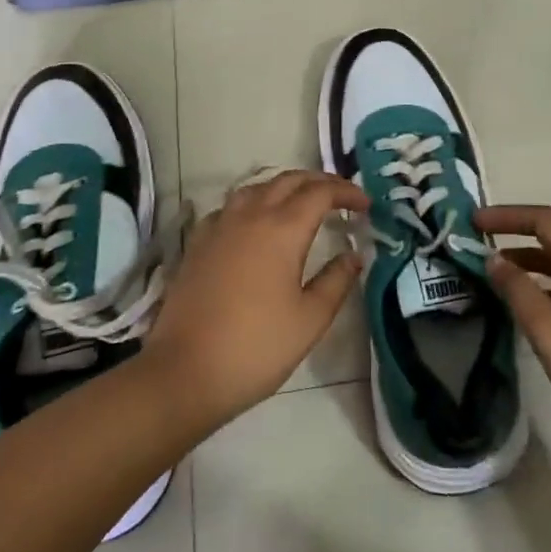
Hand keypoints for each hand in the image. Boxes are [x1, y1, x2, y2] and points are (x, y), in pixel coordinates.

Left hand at [141, 169, 368, 430]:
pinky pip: (230, 206)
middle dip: (319, 182)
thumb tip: (354, 255)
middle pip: (288, 180)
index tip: (366, 205)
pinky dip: (253, 203)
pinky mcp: (197, 242)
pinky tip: (256, 224)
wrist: (184, 371)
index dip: (346, 192)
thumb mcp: (309, 319)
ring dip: (284, 187)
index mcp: (282, 229)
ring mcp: (219, 226)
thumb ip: (336, 281)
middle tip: (341, 197)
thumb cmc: (256, 347)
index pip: (320, 193)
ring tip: (302, 203)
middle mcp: (250, 215)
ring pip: (256, 187)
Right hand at [477, 205, 550, 467]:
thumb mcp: (550, 333)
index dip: (511, 215)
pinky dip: (544, 280)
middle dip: (523, 225)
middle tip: (486, 231)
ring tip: (496, 265)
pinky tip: (525, 300)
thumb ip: (519, 291)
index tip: (475, 221)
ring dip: (532, 253)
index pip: (550, 221)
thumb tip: (493, 259)